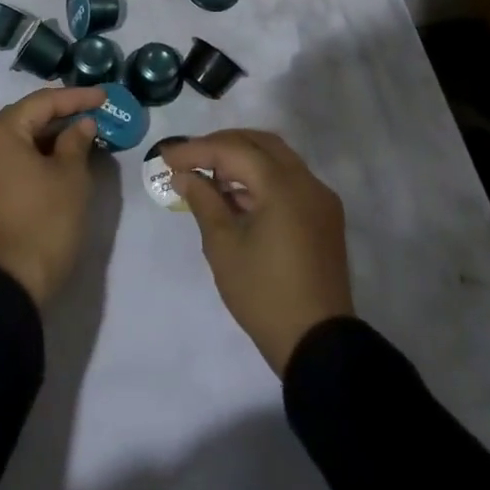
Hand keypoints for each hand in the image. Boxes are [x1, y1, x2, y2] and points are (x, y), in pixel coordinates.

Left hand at [0, 86, 103, 307]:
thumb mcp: (71, 177)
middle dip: (58, 115)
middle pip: (23, 119)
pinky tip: (55, 160)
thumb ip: (76, 141)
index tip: (103, 97)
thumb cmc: (45, 222)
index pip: (41, 103)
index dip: (75, 98)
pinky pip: (5, 163)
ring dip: (45, 138)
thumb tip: (81, 124)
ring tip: (78, 136)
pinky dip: (30, 157)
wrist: (11, 286)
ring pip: (13, 141)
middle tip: (91, 113)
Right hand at [163, 130, 354, 376]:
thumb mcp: (223, 246)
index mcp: (283, 186)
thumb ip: (203, 201)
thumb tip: (184, 175)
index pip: (233, 150)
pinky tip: (236, 196)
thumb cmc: (264, 294)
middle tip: (189, 158)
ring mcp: (320, 199)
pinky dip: (260, 178)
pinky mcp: (324, 217)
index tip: (166, 157)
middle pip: (259, 143)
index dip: (196, 150)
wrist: (318, 346)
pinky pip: (289, 180)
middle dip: (221, 145)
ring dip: (242, 159)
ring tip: (208, 177)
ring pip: (276, 159)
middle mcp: (307, 182)